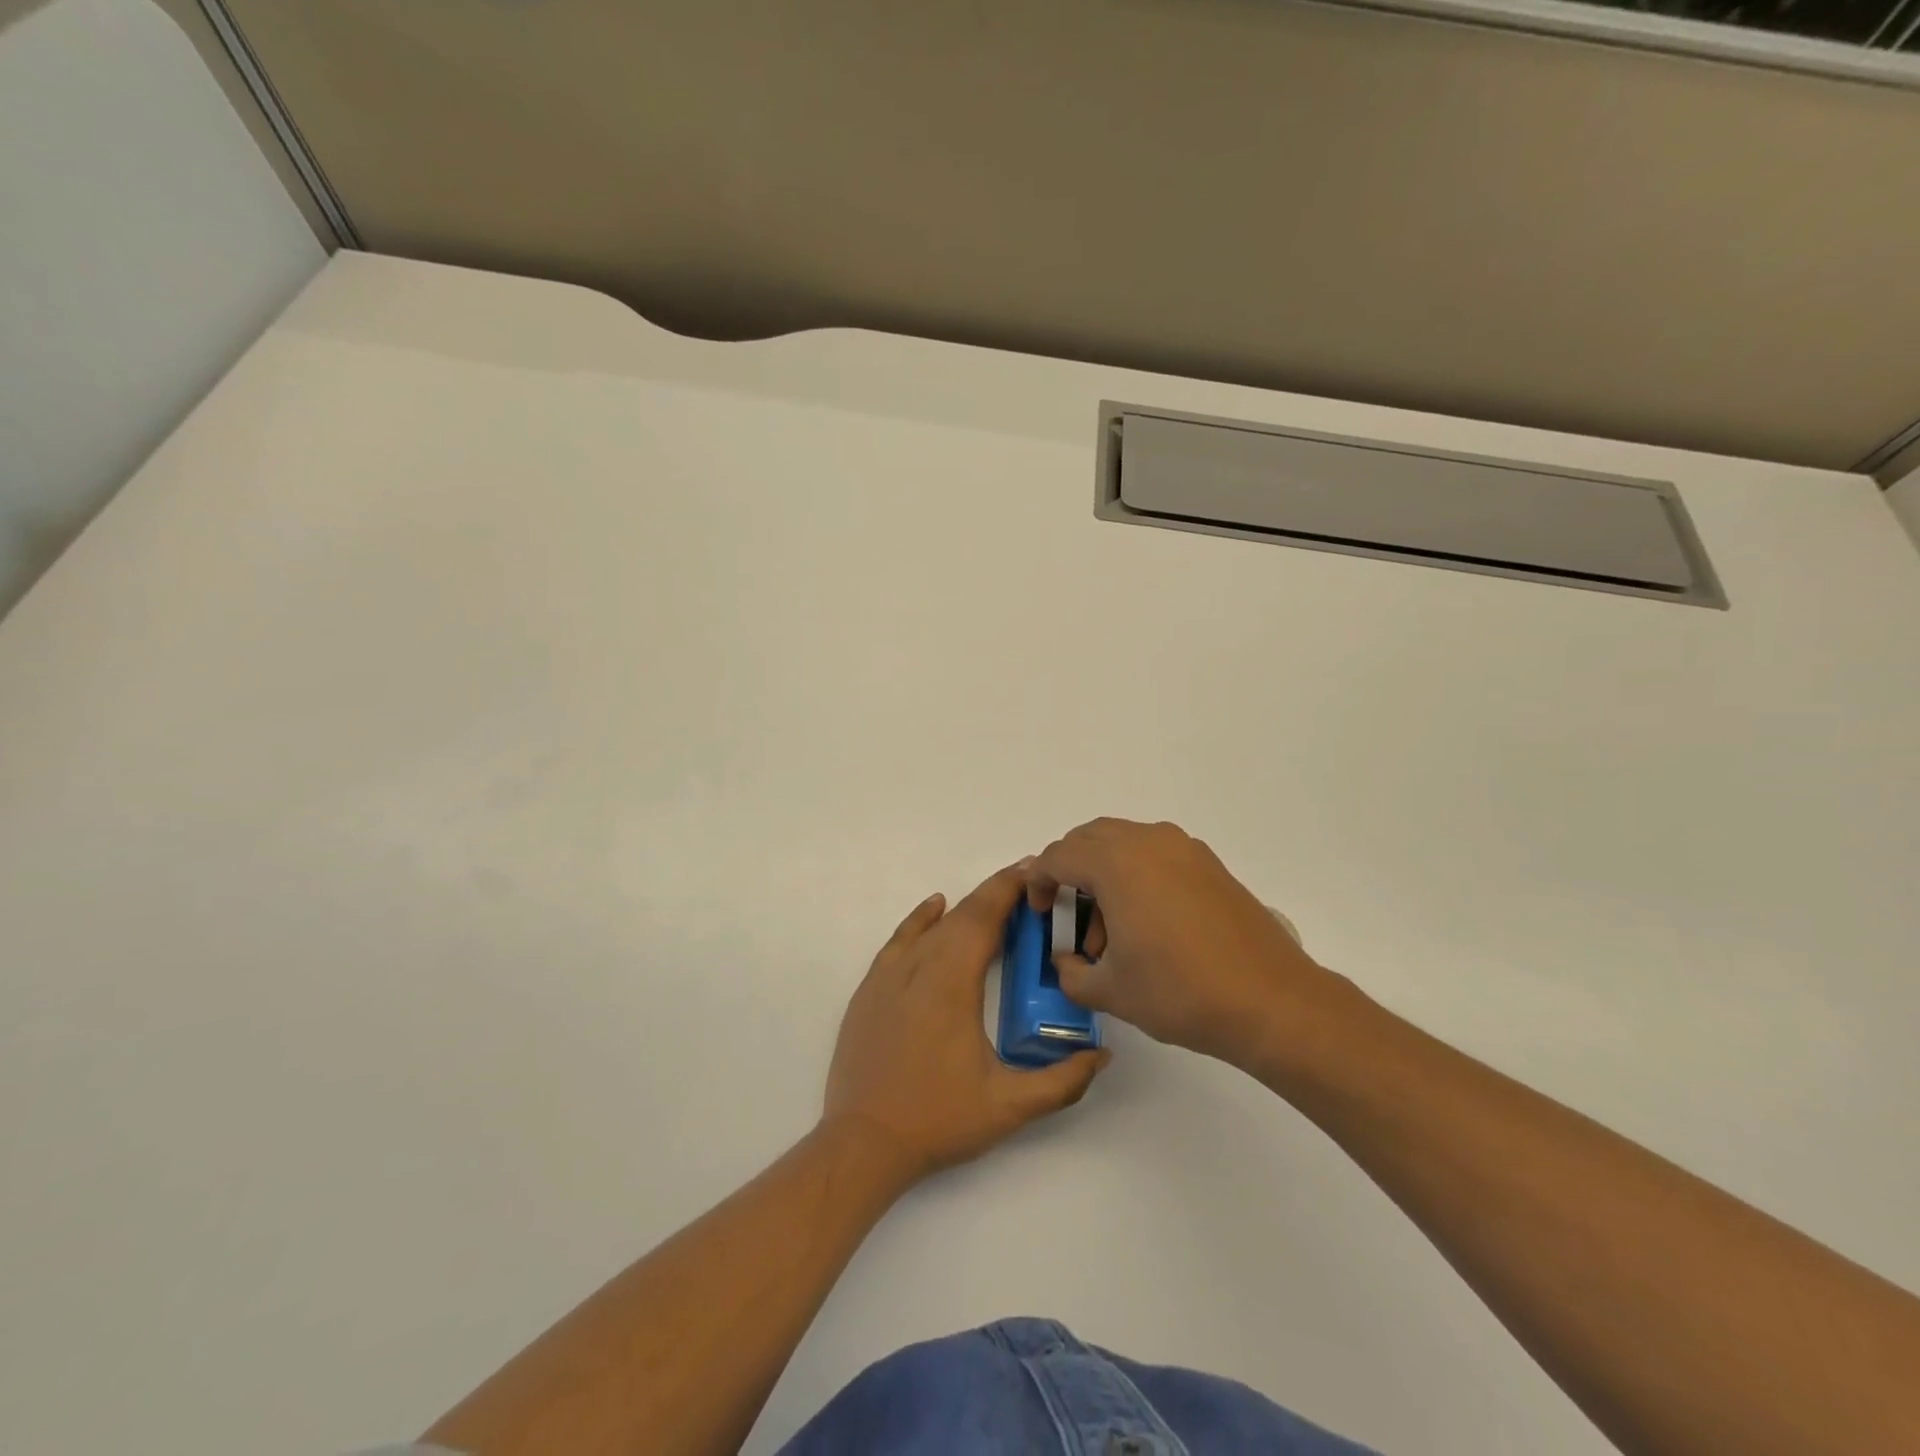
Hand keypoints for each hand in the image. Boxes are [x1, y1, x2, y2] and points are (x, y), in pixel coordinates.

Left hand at [822, 864, 1109, 1184]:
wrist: (863, 1142)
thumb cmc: (938, 1120)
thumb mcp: (1009, 1107)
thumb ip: (1061, 1082)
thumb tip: (1101, 1055)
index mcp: (952, 982)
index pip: (984, 918)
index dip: (1009, 889)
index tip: (1034, 871)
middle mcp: (919, 966)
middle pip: (961, 915)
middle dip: (995, 894)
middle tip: (1027, 884)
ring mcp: (889, 975)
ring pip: (932, 925)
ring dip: (964, 907)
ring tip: (994, 900)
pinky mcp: (870, 988)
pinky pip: (900, 938)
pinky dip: (921, 918)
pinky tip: (935, 908)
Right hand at [1027, 819, 1339, 1072]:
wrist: (1271, 1001)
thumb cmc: (1180, 991)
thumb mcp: (1110, 991)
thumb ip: (1071, 974)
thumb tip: (1067, 963)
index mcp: (1116, 863)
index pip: (1058, 856)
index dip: (1038, 882)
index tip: (1037, 912)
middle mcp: (1148, 841)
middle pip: (1089, 839)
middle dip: (1068, 870)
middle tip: (1066, 913)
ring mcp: (1183, 848)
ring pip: (1123, 842)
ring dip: (1103, 872)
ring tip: (1110, 930)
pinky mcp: (1209, 864)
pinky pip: (1155, 853)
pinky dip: (1136, 874)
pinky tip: (1146, 922)